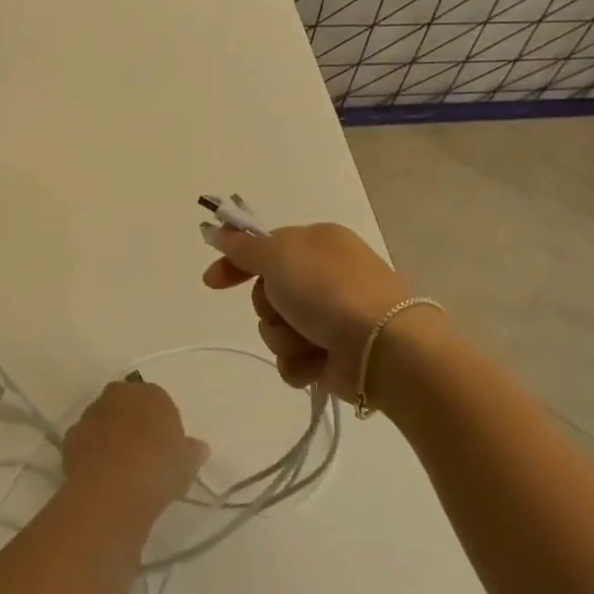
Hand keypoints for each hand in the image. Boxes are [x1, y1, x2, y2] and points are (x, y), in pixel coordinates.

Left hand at [60, 380, 209, 517]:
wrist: (115, 487)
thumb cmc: (160, 467)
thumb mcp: (187, 464)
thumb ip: (192, 452)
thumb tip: (199, 448)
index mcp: (151, 393)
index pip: (157, 401)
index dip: (159, 424)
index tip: (164, 447)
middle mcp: (119, 395)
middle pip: (126, 405)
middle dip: (130, 423)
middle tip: (141, 454)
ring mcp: (91, 414)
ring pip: (102, 422)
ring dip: (108, 437)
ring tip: (118, 469)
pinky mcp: (71, 437)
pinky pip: (85, 443)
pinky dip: (90, 454)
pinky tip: (100, 477)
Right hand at [202, 222, 425, 401]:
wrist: (382, 347)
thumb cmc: (329, 290)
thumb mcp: (279, 255)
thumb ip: (245, 247)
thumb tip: (221, 231)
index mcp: (317, 242)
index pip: (263, 248)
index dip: (235, 263)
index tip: (211, 281)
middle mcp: (324, 276)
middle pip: (267, 292)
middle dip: (268, 306)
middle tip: (285, 308)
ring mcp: (330, 316)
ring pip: (277, 328)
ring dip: (284, 337)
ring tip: (309, 339)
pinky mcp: (332, 353)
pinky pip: (293, 359)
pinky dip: (300, 362)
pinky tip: (316, 361)